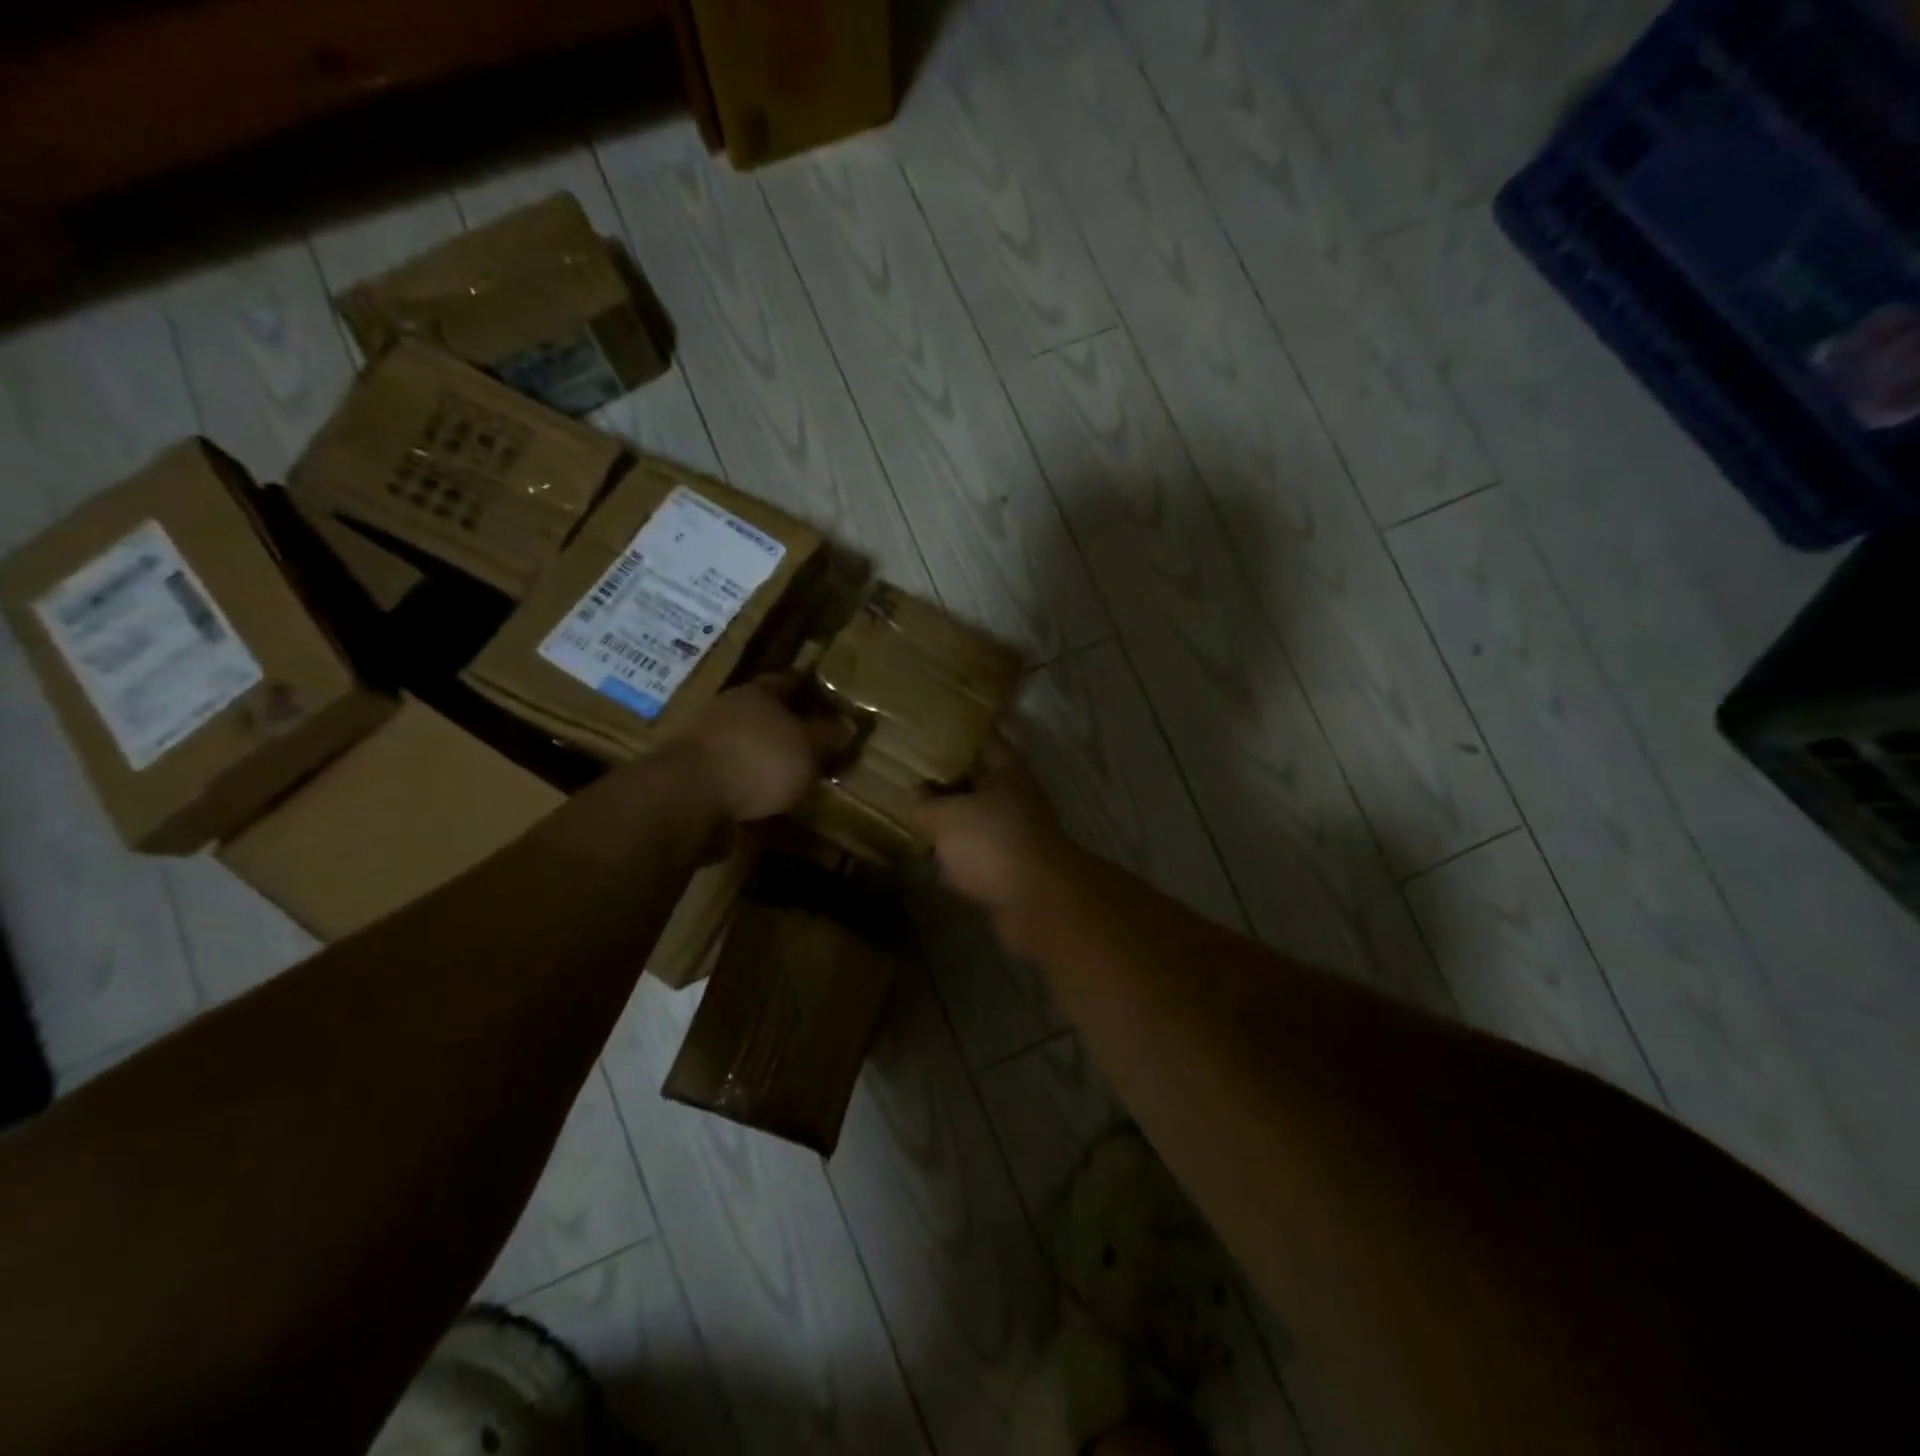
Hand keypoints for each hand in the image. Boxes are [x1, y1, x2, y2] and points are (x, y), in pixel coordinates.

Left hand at [678, 673, 851, 821]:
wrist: (689, 799)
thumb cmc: (758, 760)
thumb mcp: (808, 747)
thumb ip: (828, 736)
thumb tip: (849, 724)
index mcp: (757, 693)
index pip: (789, 680)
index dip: (811, 687)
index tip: (832, 698)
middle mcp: (729, 711)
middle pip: (766, 713)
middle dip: (791, 725)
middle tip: (819, 741)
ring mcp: (708, 744)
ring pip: (750, 745)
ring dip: (770, 758)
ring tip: (798, 775)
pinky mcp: (697, 778)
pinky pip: (736, 776)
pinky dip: (753, 785)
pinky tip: (770, 799)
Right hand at [914, 737, 1072, 913]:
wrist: (1039, 903)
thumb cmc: (992, 843)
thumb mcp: (945, 816)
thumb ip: (925, 802)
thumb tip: (917, 794)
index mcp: (1007, 770)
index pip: (982, 739)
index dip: (956, 733)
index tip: (927, 731)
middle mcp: (1015, 796)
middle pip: (978, 780)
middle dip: (947, 780)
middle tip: (910, 777)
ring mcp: (1016, 833)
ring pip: (977, 818)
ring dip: (951, 820)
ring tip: (914, 816)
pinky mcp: (1011, 867)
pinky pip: (978, 853)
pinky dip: (958, 856)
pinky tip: (931, 858)